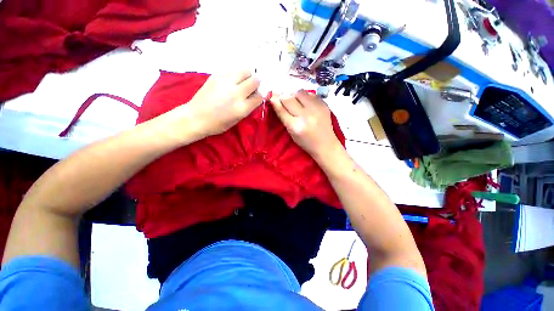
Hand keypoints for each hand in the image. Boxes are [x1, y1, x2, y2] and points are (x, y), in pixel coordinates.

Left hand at [175, 70, 262, 138]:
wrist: (196, 117)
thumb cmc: (218, 124)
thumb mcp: (237, 120)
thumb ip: (248, 108)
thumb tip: (254, 97)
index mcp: (242, 108)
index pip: (259, 96)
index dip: (260, 96)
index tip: (256, 96)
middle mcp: (236, 93)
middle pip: (255, 80)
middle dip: (257, 83)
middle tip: (252, 87)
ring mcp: (226, 82)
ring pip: (245, 71)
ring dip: (247, 76)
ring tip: (242, 82)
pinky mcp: (216, 76)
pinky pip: (232, 71)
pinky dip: (236, 75)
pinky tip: (230, 82)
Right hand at [270, 90, 341, 159]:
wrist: (325, 144)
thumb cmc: (306, 142)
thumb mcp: (292, 133)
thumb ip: (284, 117)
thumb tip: (275, 100)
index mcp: (296, 126)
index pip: (281, 109)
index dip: (275, 102)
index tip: (272, 97)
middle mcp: (306, 116)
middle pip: (289, 98)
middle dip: (284, 98)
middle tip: (285, 101)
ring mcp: (316, 109)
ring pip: (300, 92)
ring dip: (295, 96)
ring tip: (298, 103)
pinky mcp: (324, 104)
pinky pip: (310, 94)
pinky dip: (306, 97)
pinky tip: (307, 104)